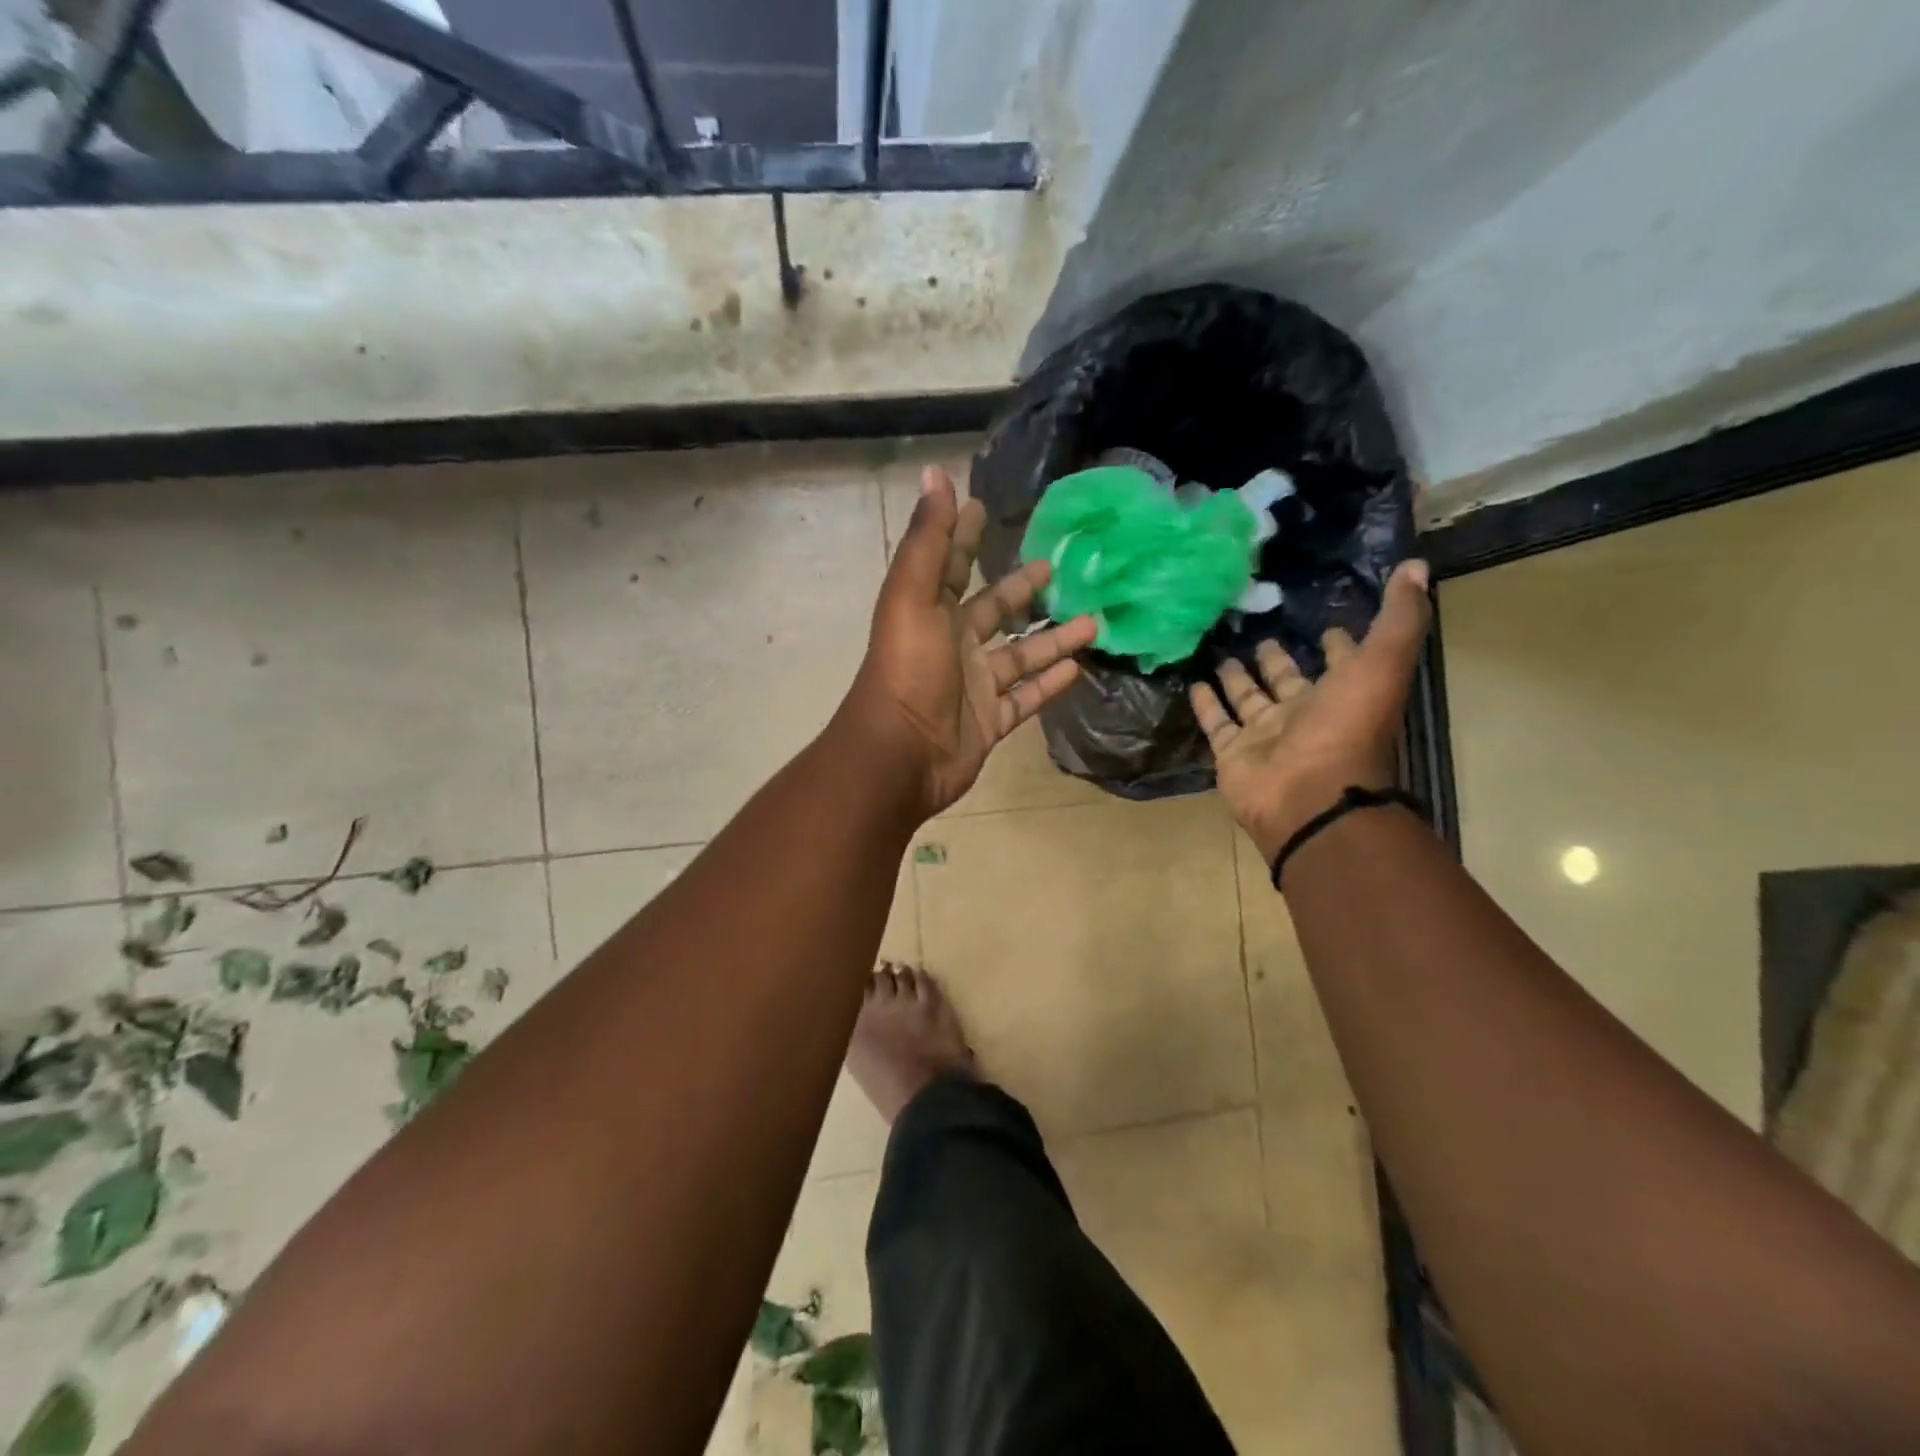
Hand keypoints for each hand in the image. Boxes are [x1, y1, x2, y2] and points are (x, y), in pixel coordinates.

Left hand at [843, 466, 1098, 817]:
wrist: (900, 753)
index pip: (951, 565)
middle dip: (1022, 588)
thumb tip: (934, 472)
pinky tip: (1079, 668)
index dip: (964, 536)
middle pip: (994, 611)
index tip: (982, 506)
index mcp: (931, 612)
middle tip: (1056, 567)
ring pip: (1020, 657)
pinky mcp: (989, 722)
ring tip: (1092, 621)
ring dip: (1053, 638)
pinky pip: (1025, 699)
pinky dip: (1049, 685)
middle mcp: (953, 645)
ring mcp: (973, 686)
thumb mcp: (914, 596)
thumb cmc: (908, 669)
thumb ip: (929, 539)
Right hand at [1191, 559, 1431, 864]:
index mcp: (1342, 695)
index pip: (1341, 663)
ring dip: (1237, 677)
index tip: (1328, 623)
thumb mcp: (1382, 664)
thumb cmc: (1347, 729)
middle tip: (1262, 635)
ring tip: (1222, 652)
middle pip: (1286, 680)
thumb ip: (1399, 618)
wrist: (1308, 795)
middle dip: (1277, 659)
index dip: (1338, 644)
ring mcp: (1265, 735)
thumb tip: (1416, 565)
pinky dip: (1205, 705)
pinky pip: (1216, 723)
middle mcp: (1303, 714)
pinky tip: (1194, 681)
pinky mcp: (1232, 752)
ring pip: (1248, 699)